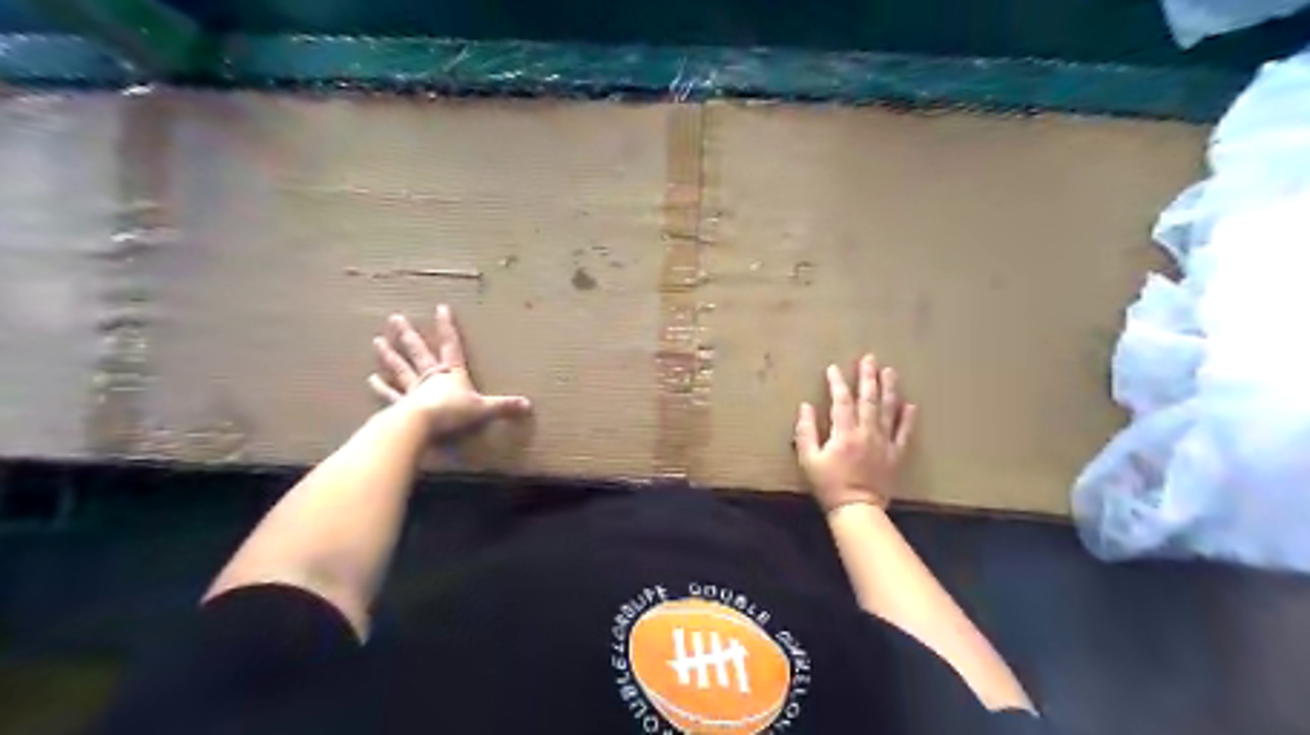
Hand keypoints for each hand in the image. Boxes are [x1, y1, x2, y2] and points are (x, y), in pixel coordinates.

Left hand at [366, 306, 529, 442]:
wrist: (422, 424)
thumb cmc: (453, 412)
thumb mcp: (484, 409)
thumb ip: (504, 406)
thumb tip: (528, 405)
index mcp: (451, 373)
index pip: (451, 345)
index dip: (447, 327)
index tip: (440, 308)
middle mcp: (430, 377)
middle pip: (418, 352)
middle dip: (409, 335)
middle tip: (395, 318)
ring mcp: (413, 389)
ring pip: (401, 368)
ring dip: (390, 355)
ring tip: (377, 341)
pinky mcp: (401, 405)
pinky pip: (390, 394)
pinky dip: (381, 387)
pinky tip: (370, 379)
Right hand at [792, 353, 914, 513]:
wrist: (857, 509)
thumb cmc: (829, 485)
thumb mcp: (808, 460)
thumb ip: (806, 431)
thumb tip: (805, 406)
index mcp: (844, 433)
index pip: (841, 400)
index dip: (837, 383)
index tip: (833, 368)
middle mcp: (866, 432)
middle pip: (868, 399)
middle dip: (867, 377)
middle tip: (869, 358)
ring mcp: (884, 442)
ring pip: (887, 410)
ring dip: (888, 389)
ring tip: (889, 371)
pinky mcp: (896, 454)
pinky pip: (904, 432)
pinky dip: (907, 418)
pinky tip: (910, 404)